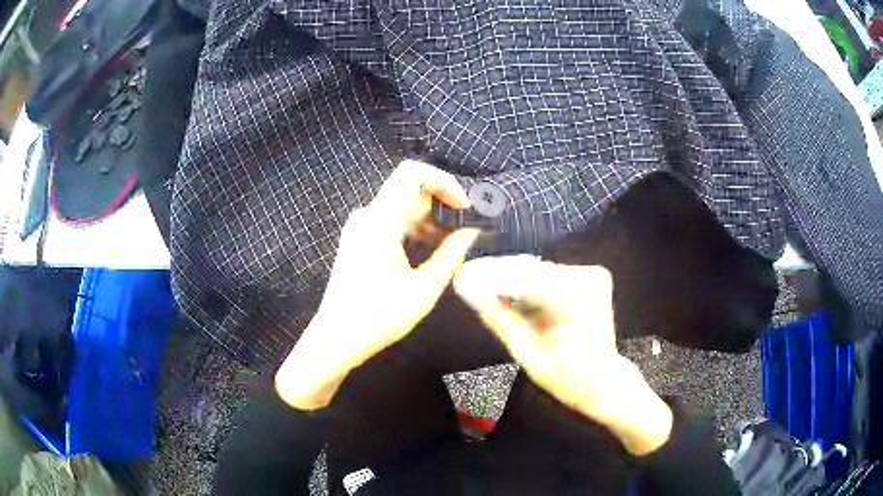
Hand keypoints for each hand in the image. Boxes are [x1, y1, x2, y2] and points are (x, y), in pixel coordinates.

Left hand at [276, 160, 479, 409]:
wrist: (337, 338)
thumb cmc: (378, 318)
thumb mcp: (423, 290)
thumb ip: (451, 255)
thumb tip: (472, 232)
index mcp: (380, 222)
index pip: (412, 174)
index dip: (444, 182)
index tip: (465, 208)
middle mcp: (368, 216)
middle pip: (410, 189)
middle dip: (443, 203)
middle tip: (468, 227)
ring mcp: (362, 227)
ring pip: (404, 206)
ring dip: (432, 219)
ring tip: (455, 243)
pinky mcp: (361, 239)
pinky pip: (393, 221)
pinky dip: (416, 229)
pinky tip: (434, 250)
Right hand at [453, 256, 672, 454]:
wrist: (607, 382)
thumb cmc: (570, 378)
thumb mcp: (529, 356)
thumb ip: (502, 322)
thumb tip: (473, 295)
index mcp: (574, 296)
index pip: (523, 276)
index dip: (491, 277)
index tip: (464, 279)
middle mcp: (587, 276)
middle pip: (532, 271)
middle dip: (503, 281)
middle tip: (473, 288)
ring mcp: (593, 274)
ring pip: (541, 273)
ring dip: (518, 285)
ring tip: (493, 298)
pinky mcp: (593, 277)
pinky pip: (553, 278)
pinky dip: (535, 289)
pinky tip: (520, 303)